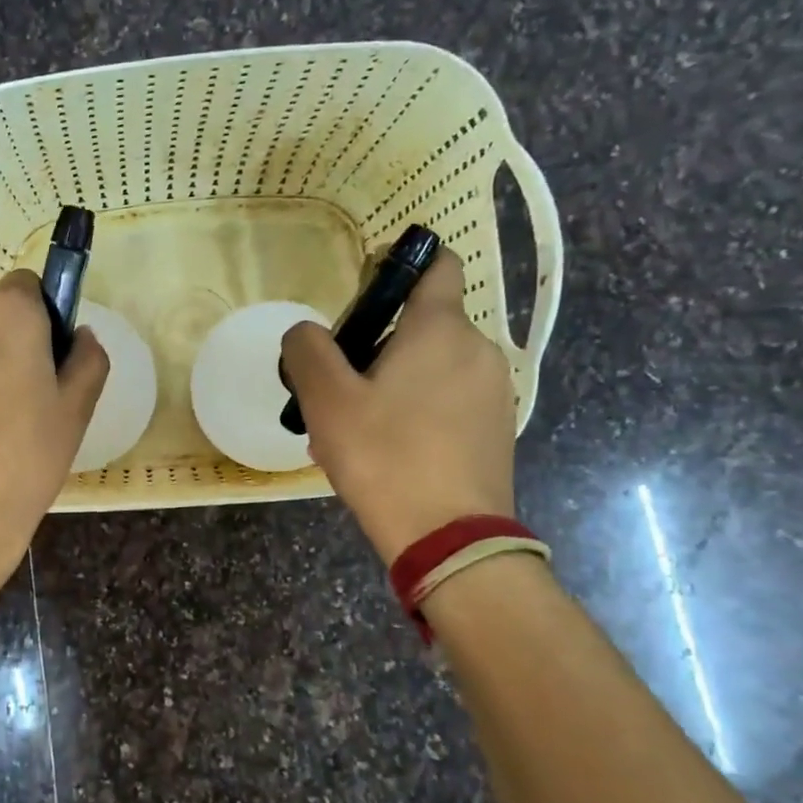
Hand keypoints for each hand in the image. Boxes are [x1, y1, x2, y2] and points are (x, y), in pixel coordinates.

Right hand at [280, 248, 516, 562]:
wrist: (449, 538)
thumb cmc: (385, 457)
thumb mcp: (327, 400)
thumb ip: (308, 350)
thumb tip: (305, 332)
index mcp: (441, 330)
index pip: (437, 265)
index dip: (399, 265)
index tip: (362, 292)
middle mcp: (478, 350)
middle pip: (421, 326)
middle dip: (375, 347)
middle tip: (336, 391)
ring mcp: (494, 393)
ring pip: (430, 370)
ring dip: (389, 385)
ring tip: (352, 432)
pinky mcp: (496, 430)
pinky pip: (446, 403)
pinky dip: (414, 412)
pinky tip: (383, 453)